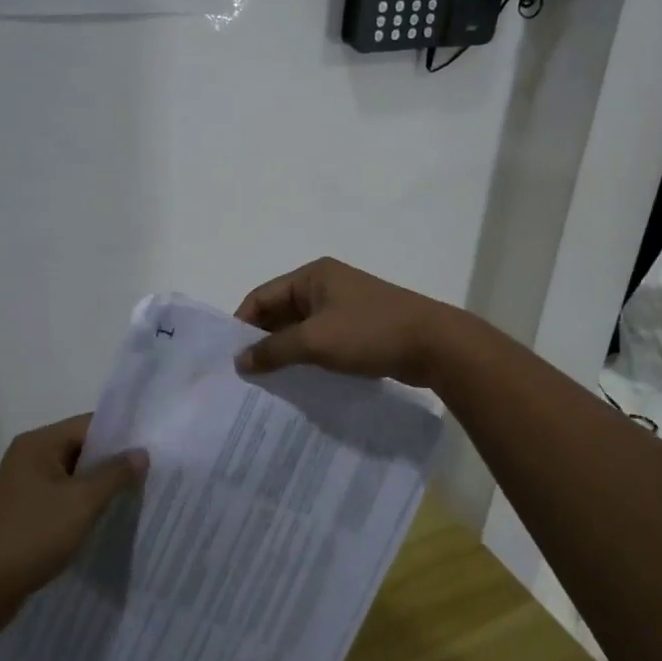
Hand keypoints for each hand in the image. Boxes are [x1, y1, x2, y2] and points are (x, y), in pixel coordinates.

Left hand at [0, 415, 145, 630]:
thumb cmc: (31, 535)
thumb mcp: (81, 502)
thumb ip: (114, 474)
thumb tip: (141, 452)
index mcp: (38, 444)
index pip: (90, 424)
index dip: (122, 434)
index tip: (154, 447)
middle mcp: (28, 458)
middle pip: (81, 449)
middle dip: (113, 463)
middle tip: (151, 474)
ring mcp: (22, 489)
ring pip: (72, 478)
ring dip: (98, 488)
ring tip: (135, 498)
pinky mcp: (22, 516)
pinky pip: (61, 501)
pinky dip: (81, 508)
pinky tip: (103, 522)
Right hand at [233, 257, 459, 386]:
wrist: (434, 345)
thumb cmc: (370, 333)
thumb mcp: (316, 340)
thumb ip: (274, 350)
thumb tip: (240, 361)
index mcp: (312, 276)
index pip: (262, 295)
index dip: (242, 324)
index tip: (227, 356)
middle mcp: (325, 286)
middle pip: (280, 312)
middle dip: (261, 340)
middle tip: (241, 374)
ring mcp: (343, 308)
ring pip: (300, 329)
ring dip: (284, 351)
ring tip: (263, 383)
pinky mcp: (358, 329)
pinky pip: (321, 341)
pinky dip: (306, 357)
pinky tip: (295, 382)